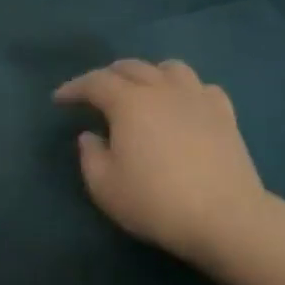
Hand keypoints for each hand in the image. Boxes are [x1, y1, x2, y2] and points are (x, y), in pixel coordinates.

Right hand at [53, 59, 284, 272]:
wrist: (225, 217)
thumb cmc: (156, 202)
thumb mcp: (105, 187)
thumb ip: (90, 156)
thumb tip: (91, 136)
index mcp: (129, 102)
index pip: (95, 82)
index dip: (74, 87)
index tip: (59, 99)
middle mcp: (162, 89)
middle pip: (131, 67)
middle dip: (108, 76)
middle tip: (95, 94)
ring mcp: (197, 98)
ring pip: (169, 68)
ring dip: (149, 74)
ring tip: (142, 91)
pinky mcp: (224, 114)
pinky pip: (202, 87)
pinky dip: (185, 90)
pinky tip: (183, 105)